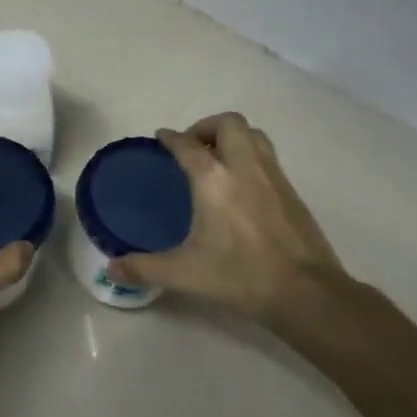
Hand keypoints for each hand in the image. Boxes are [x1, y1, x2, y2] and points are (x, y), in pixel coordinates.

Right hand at [108, 112, 348, 327]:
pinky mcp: (292, 191)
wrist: (306, 293)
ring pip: (253, 134)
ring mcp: (272, 176)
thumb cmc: (240, 276)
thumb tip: (111, 268)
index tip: (161, 138)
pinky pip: (267, 156)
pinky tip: (242, 184)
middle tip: (193, 147)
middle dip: (206, 126)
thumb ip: (144, 268)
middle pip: (228, 123)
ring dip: (232, 136)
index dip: (170, 138)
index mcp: (213, 180)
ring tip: (217, 158)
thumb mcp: (185, 274)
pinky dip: (250, 156)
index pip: (187, 144)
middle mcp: (243, 167)